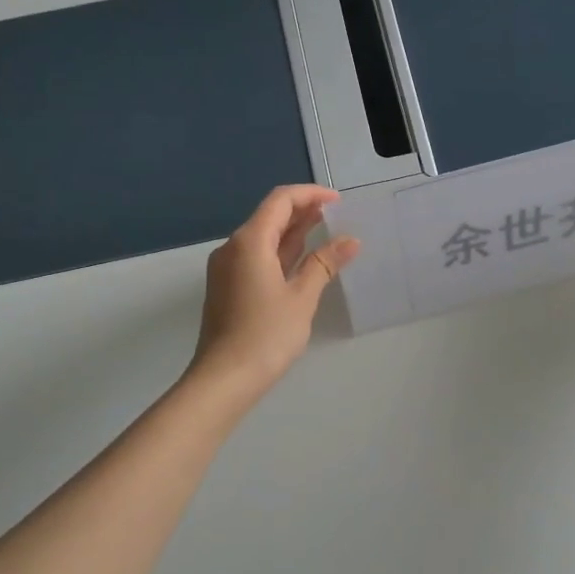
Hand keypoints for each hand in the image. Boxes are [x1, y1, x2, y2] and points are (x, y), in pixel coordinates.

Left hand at [188, 185, 359, 397]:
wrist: (224, 378)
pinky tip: (302, 261)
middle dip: (302, 211)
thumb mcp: (301, 298)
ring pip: (263, 238)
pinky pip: (257, 257)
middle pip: (269, 216)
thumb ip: (324, 264)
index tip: (338, 200)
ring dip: (292, 232)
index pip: (280, 201)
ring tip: (325, 232)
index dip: (309, 195)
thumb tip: (350, 241)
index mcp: (249, 242)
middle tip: (336, 214)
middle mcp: (233, 248)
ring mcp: (227, 268)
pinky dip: (281, 252)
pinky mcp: (228, 287)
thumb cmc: (266, 335)